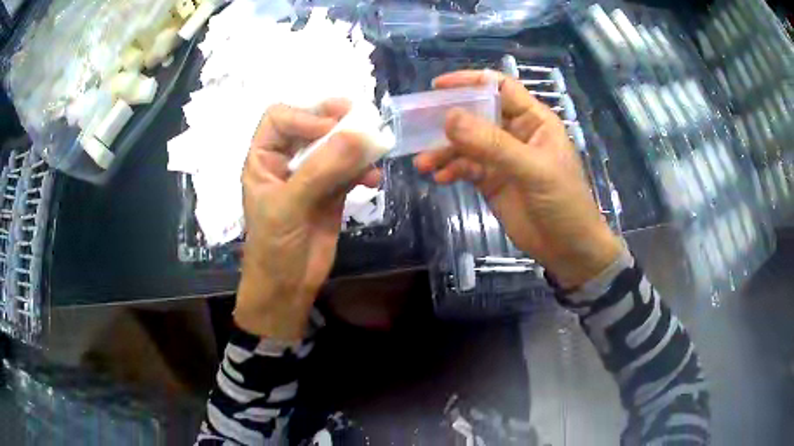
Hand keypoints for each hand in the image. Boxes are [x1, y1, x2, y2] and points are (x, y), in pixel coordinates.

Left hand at [235, 100, 378, 339]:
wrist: (288, 287)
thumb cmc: (274, 247)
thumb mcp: (289, 206)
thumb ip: (321, 169)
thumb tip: (359, 134)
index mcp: (263, 158)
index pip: (280, 118)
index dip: (305, 116)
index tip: (331, 130)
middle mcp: (286, 161)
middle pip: (311, 126)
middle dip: (335, 122)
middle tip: (363, 117)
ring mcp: (311, 176)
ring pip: (334, 147)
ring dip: (355, 146)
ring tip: (375, 148)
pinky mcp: (332, 193)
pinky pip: (350, 171)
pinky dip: (364, 171)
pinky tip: (374, 180)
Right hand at [414, 70, 621, 288]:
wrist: (568, 249)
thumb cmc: (563, 202)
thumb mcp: (533, 170)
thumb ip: (493, 144)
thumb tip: (449, 118)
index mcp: (533, 120)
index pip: (499, 88)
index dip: (470, 82)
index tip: (437, 87)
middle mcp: (515, 133)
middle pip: (477, 114)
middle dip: (449, 119)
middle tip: (418, 125)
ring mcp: (502, 158)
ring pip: (466, 144)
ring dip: (444, 151)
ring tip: (424, 164)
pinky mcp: (492, 181)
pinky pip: (466, 168)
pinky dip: (451, 170)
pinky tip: (441, 178)